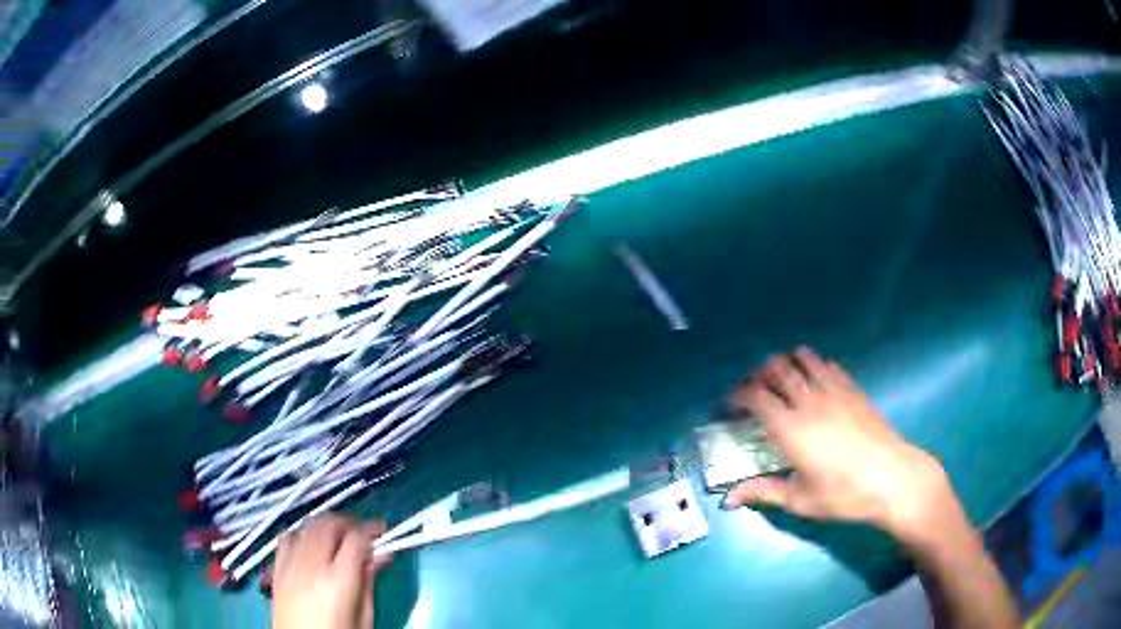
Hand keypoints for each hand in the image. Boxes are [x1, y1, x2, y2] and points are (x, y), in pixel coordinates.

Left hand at [272, 515, 391, 628]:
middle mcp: (310, 566)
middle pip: (328, 525)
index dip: (371, 531)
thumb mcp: (364, 617)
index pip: (356, 538)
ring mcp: (289, 566)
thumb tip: (381, 555)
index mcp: (338, 580)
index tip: (382, 534)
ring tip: (337, 541)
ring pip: (306, 527)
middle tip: (362, 536)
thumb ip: (369, 582)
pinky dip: (301, 536)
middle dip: (348, 524)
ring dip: (324, 527)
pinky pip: (286, 540)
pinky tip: (310, 549)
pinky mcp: (276, 571)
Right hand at [722, 348, 962, 546]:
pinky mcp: (854, 390)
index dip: (737, 395)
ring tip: (781, 380)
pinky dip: (814, 365)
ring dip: (787, 363)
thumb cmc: (843, 494)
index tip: (729, 405)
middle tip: (752, 390)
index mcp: (790, 428)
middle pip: (777, 369)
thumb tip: (728, 499)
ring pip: (804, 359)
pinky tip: (815, 381)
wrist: (892, 479)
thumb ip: (763, 493)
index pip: (755, 397)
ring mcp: (834, 391)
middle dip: (758, 374)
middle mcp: (809, 401)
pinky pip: (829, 365)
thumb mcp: (800, 500)